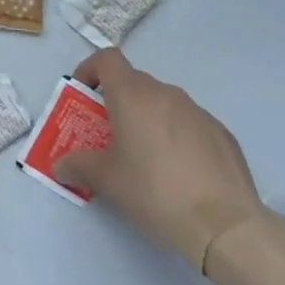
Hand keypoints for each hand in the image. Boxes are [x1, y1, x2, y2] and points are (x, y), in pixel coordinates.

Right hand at [53, 48, 267, 272]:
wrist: (224, 224)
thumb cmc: (154, 191)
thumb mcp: (107, 181)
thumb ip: (78, 166)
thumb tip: (60, 165)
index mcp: (133, 95)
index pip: (107, 59)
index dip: (90, 70)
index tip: (83, 95)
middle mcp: (166, 93)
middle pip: (134, 83)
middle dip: (118, 102)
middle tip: (110, 137)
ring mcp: (198, 111)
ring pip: (163, 104)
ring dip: (149, 119)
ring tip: (147, 159)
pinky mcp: (222, 133)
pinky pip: (189, 124)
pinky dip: (177, 137)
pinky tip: (181, 173)